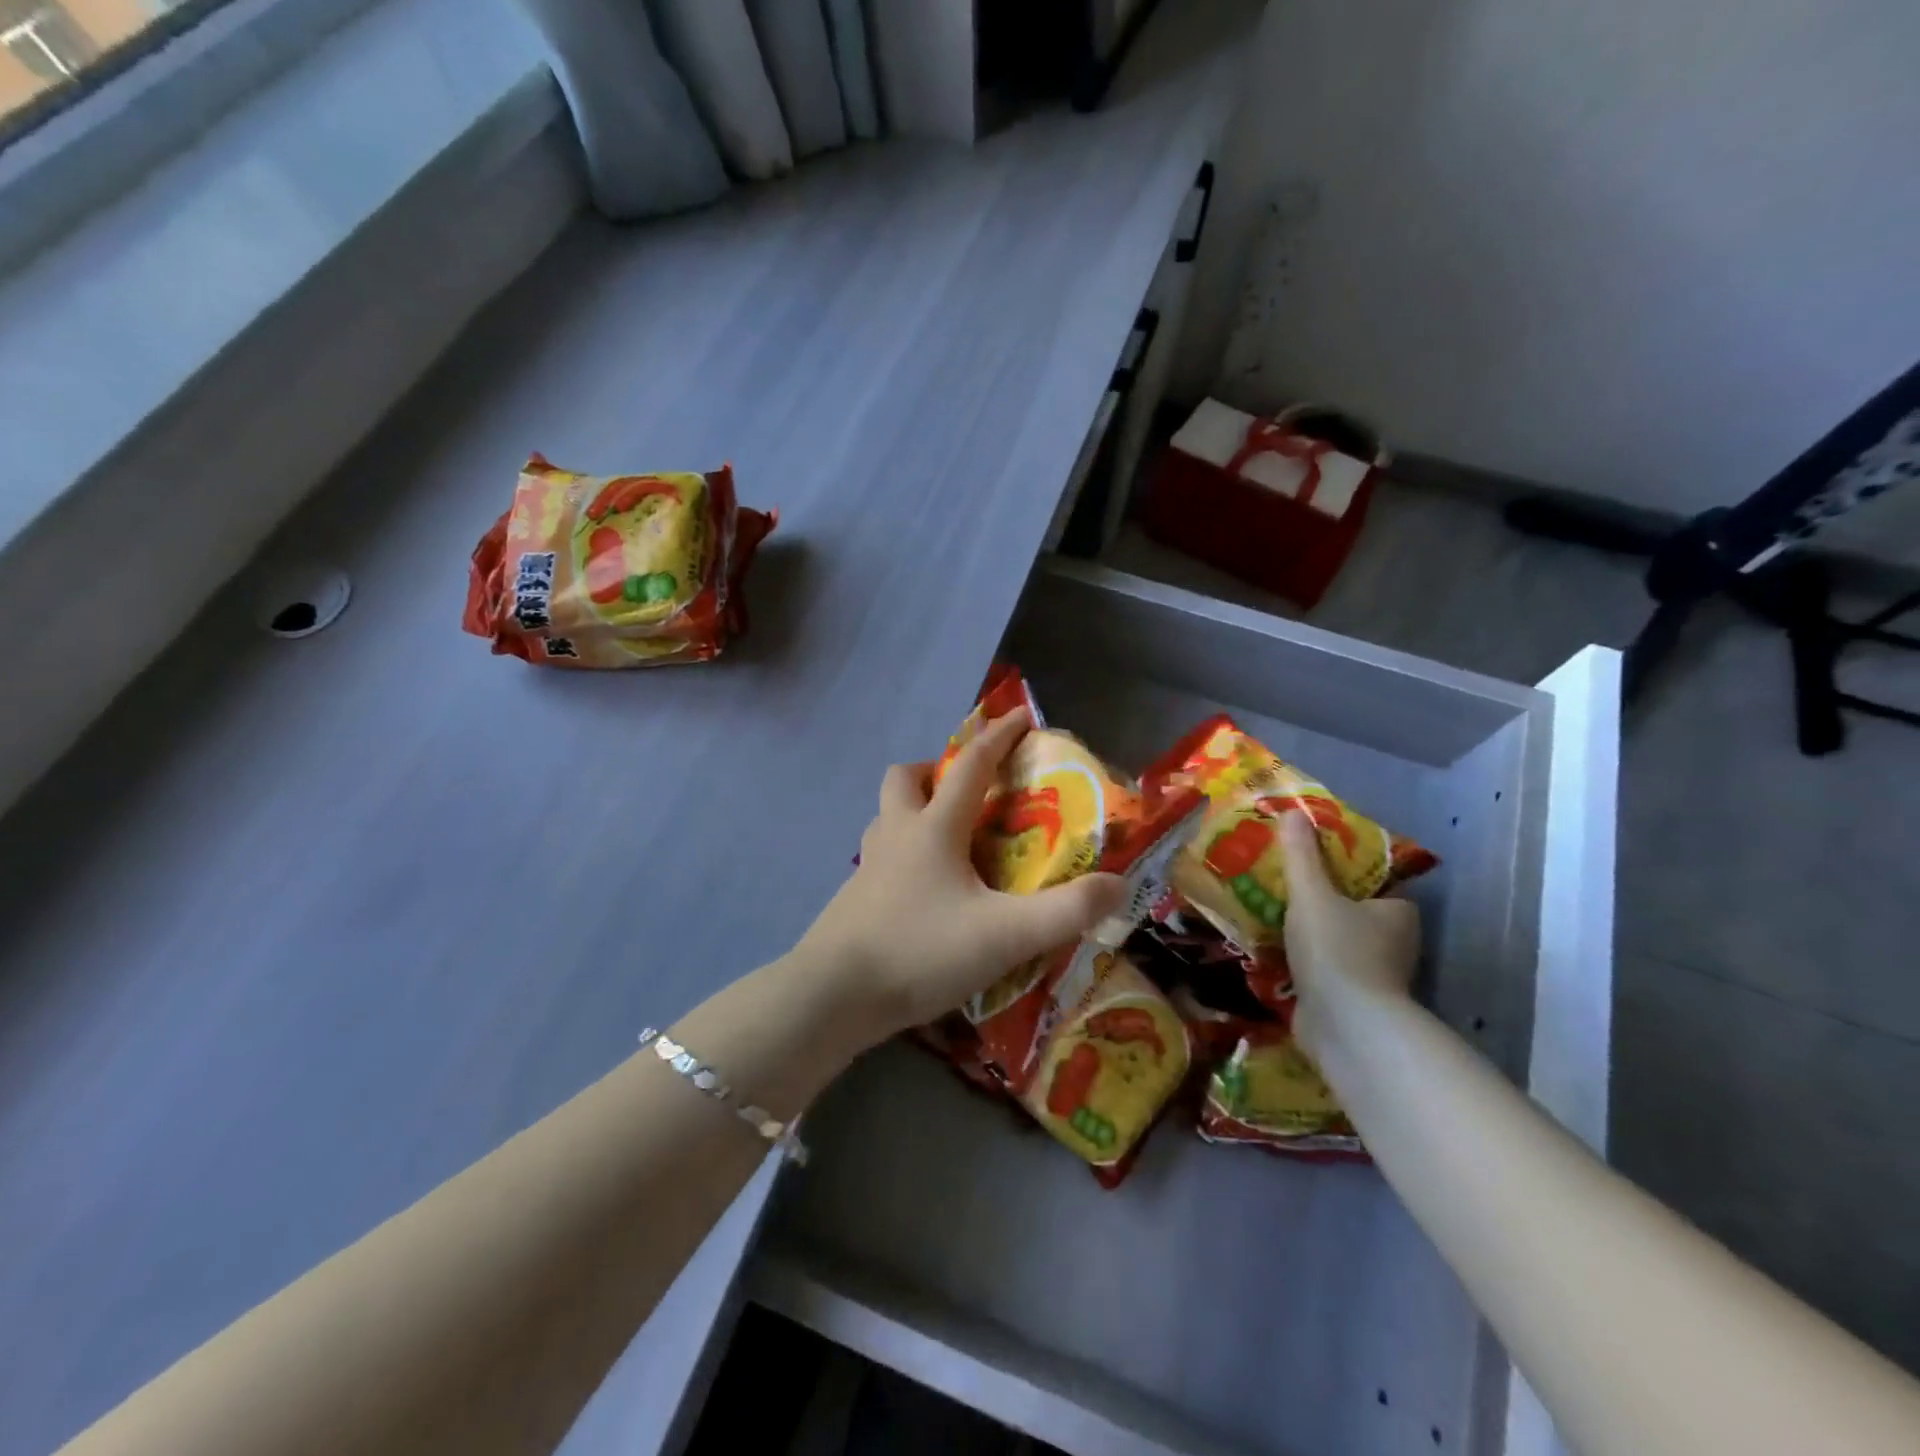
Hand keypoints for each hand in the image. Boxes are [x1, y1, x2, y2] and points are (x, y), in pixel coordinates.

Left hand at [797, 708, 1126, 1046]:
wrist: (835, 995)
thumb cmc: (921, 951)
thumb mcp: (1006, 935)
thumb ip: (1066, 912)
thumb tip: (1118, 885)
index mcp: (933, 829)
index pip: (971, 766)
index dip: (999, 737)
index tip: (1020, 717)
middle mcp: (896, 834)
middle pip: (906, 777)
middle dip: (938, 771)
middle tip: (968, 793)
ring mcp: (868, 865)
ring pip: (888, 815)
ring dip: (915, 810)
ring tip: (949, 840)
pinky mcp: (853, 897)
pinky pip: (881, 855)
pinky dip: (904, 853)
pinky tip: (923, 891)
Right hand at [1274, 809, 1420, 1058]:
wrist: (1344, 1027)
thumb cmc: (1337, 950)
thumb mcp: (1312, 894)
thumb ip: (1301, 856)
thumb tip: (1293, 812)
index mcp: (1397, 911)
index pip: (1375, 880)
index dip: (1345, 867)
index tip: (1310, 858)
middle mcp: (1393, 942)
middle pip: (1352, 909)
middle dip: (1320, 899)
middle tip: (1280, 880)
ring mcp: (1372, 974)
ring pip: (1336, 940)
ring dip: (1307, 930)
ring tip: (1266, 908)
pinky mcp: (1349, 999)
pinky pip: (1322, 967)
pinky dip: (1300, 959)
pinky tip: (1268, 946)